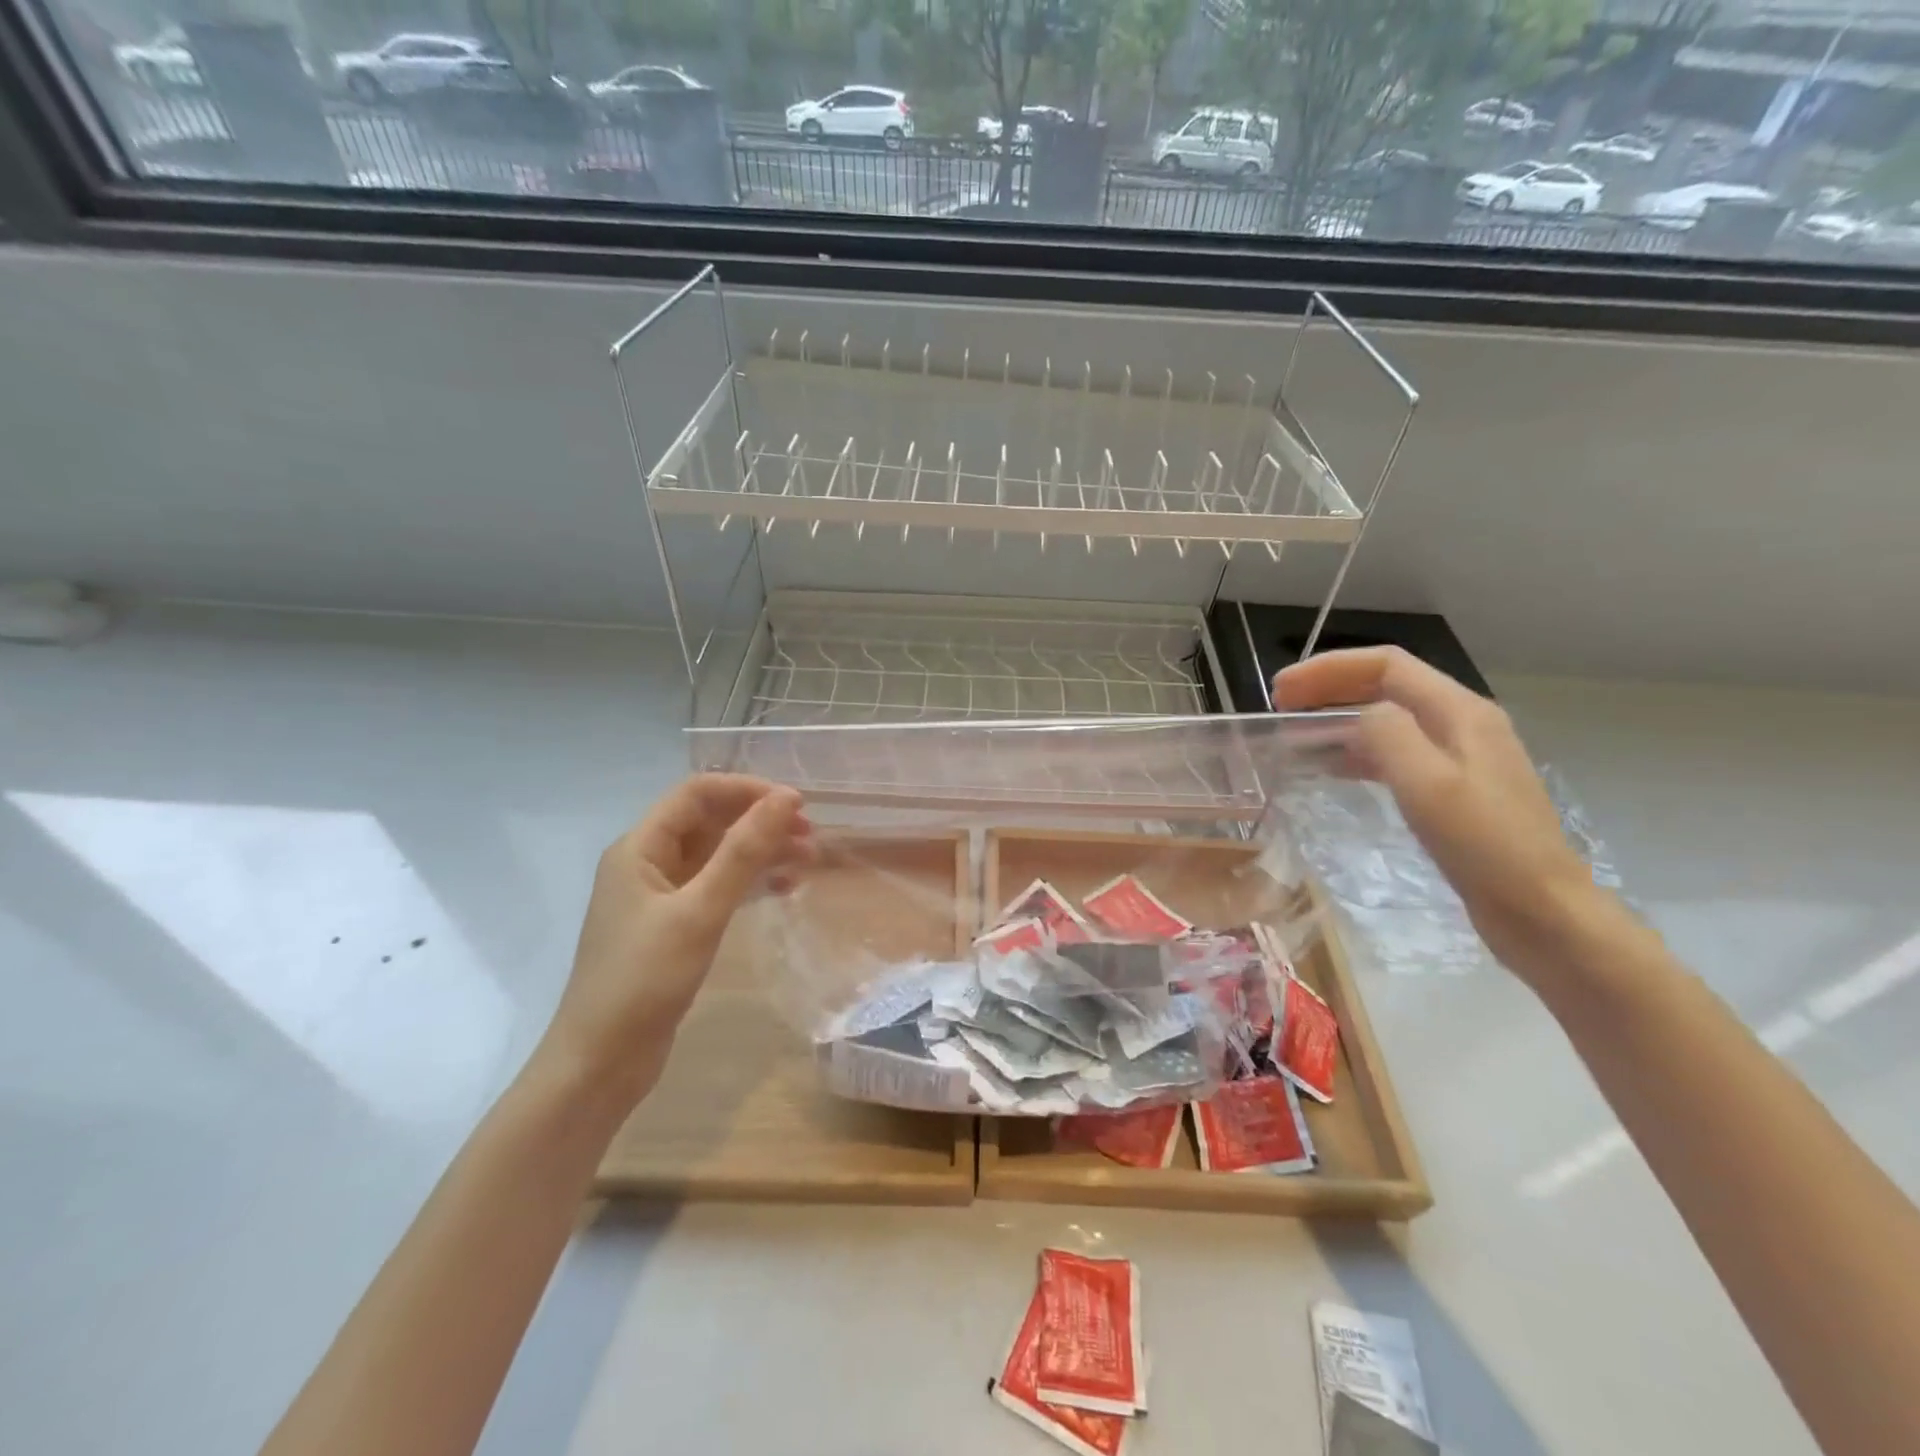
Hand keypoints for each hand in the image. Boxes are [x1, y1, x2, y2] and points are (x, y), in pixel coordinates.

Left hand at [537, 774, 813, 1109]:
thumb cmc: (644, 981)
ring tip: (808, 859)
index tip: (796, 805)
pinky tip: (785, 888)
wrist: (600, 1064)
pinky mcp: (673, 926)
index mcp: (639, 848)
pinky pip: (717, 887)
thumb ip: (743, 852)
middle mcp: (647, 862)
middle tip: (810, 835)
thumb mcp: (700, 911)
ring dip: (761, 851)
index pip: (697, 793)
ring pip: (718, 855)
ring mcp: (659, 896)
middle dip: (759, 821)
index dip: (747, 790)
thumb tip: (785, 800)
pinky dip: (750, 882)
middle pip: (710, 821)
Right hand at [1274, 647, 1600, 977]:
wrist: (1542, 911)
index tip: (1281, 690)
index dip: (1329, 668)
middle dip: (1330, 687)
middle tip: (1280, 706)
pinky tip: (1332, 769)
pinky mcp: (1453, 790)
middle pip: (1387, 685)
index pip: (1386, 665)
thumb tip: (1357, 716)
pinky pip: (1395, 753)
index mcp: (1460, 711)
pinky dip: (1357, 751)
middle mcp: (1462, 723)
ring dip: (1339, 718)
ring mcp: (1460, 757)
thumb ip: (1388, 734)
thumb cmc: (1484, 845)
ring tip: (1295, 734)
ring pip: (1388, 719)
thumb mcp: (1427, 783)